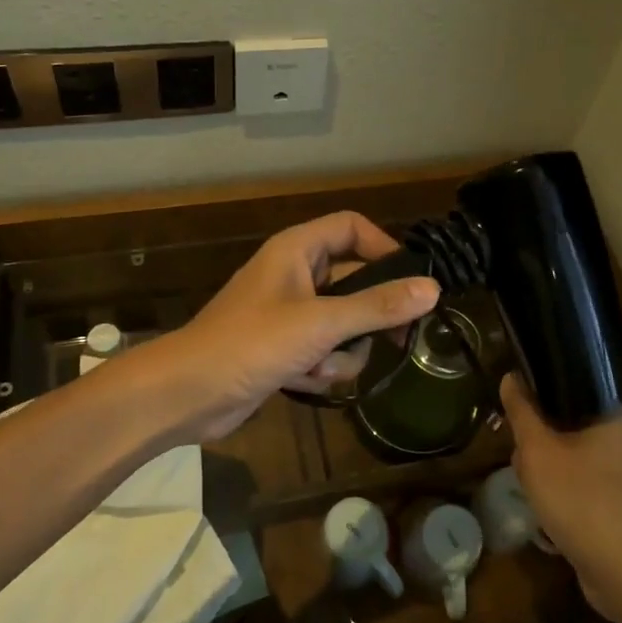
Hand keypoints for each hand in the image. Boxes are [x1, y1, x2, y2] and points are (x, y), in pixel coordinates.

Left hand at [151, 211, 439, 440]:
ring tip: (322, 366)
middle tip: (399, 341)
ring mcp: (290, 314)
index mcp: (297, 250)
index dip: (385, 247)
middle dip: (369, 317)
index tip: (412, 282)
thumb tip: (432, 289)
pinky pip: (324, 350)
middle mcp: (296, 275)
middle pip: (355, 281)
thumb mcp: (321, 323)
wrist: (188, 394)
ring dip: (341, 352)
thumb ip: (377, 306)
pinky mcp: (285, 348)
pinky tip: (303, 382)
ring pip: (344, 324)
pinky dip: (321, 368)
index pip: (353, 228)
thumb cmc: (251, 344)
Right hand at [501, 372, 621, 620]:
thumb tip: (511, 377)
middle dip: (537, 443)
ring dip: (546, 474)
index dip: (537, 394)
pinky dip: (563, 497)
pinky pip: (582, 487)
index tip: (514, 413)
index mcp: (612, 414)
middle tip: (523, 461)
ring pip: (570, 458)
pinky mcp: (621, 506)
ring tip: (533, 492)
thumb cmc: (582, 501)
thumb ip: (522, 412)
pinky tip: (548, 517)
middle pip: (565, 424)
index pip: (569, 384)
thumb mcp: (538, 452)